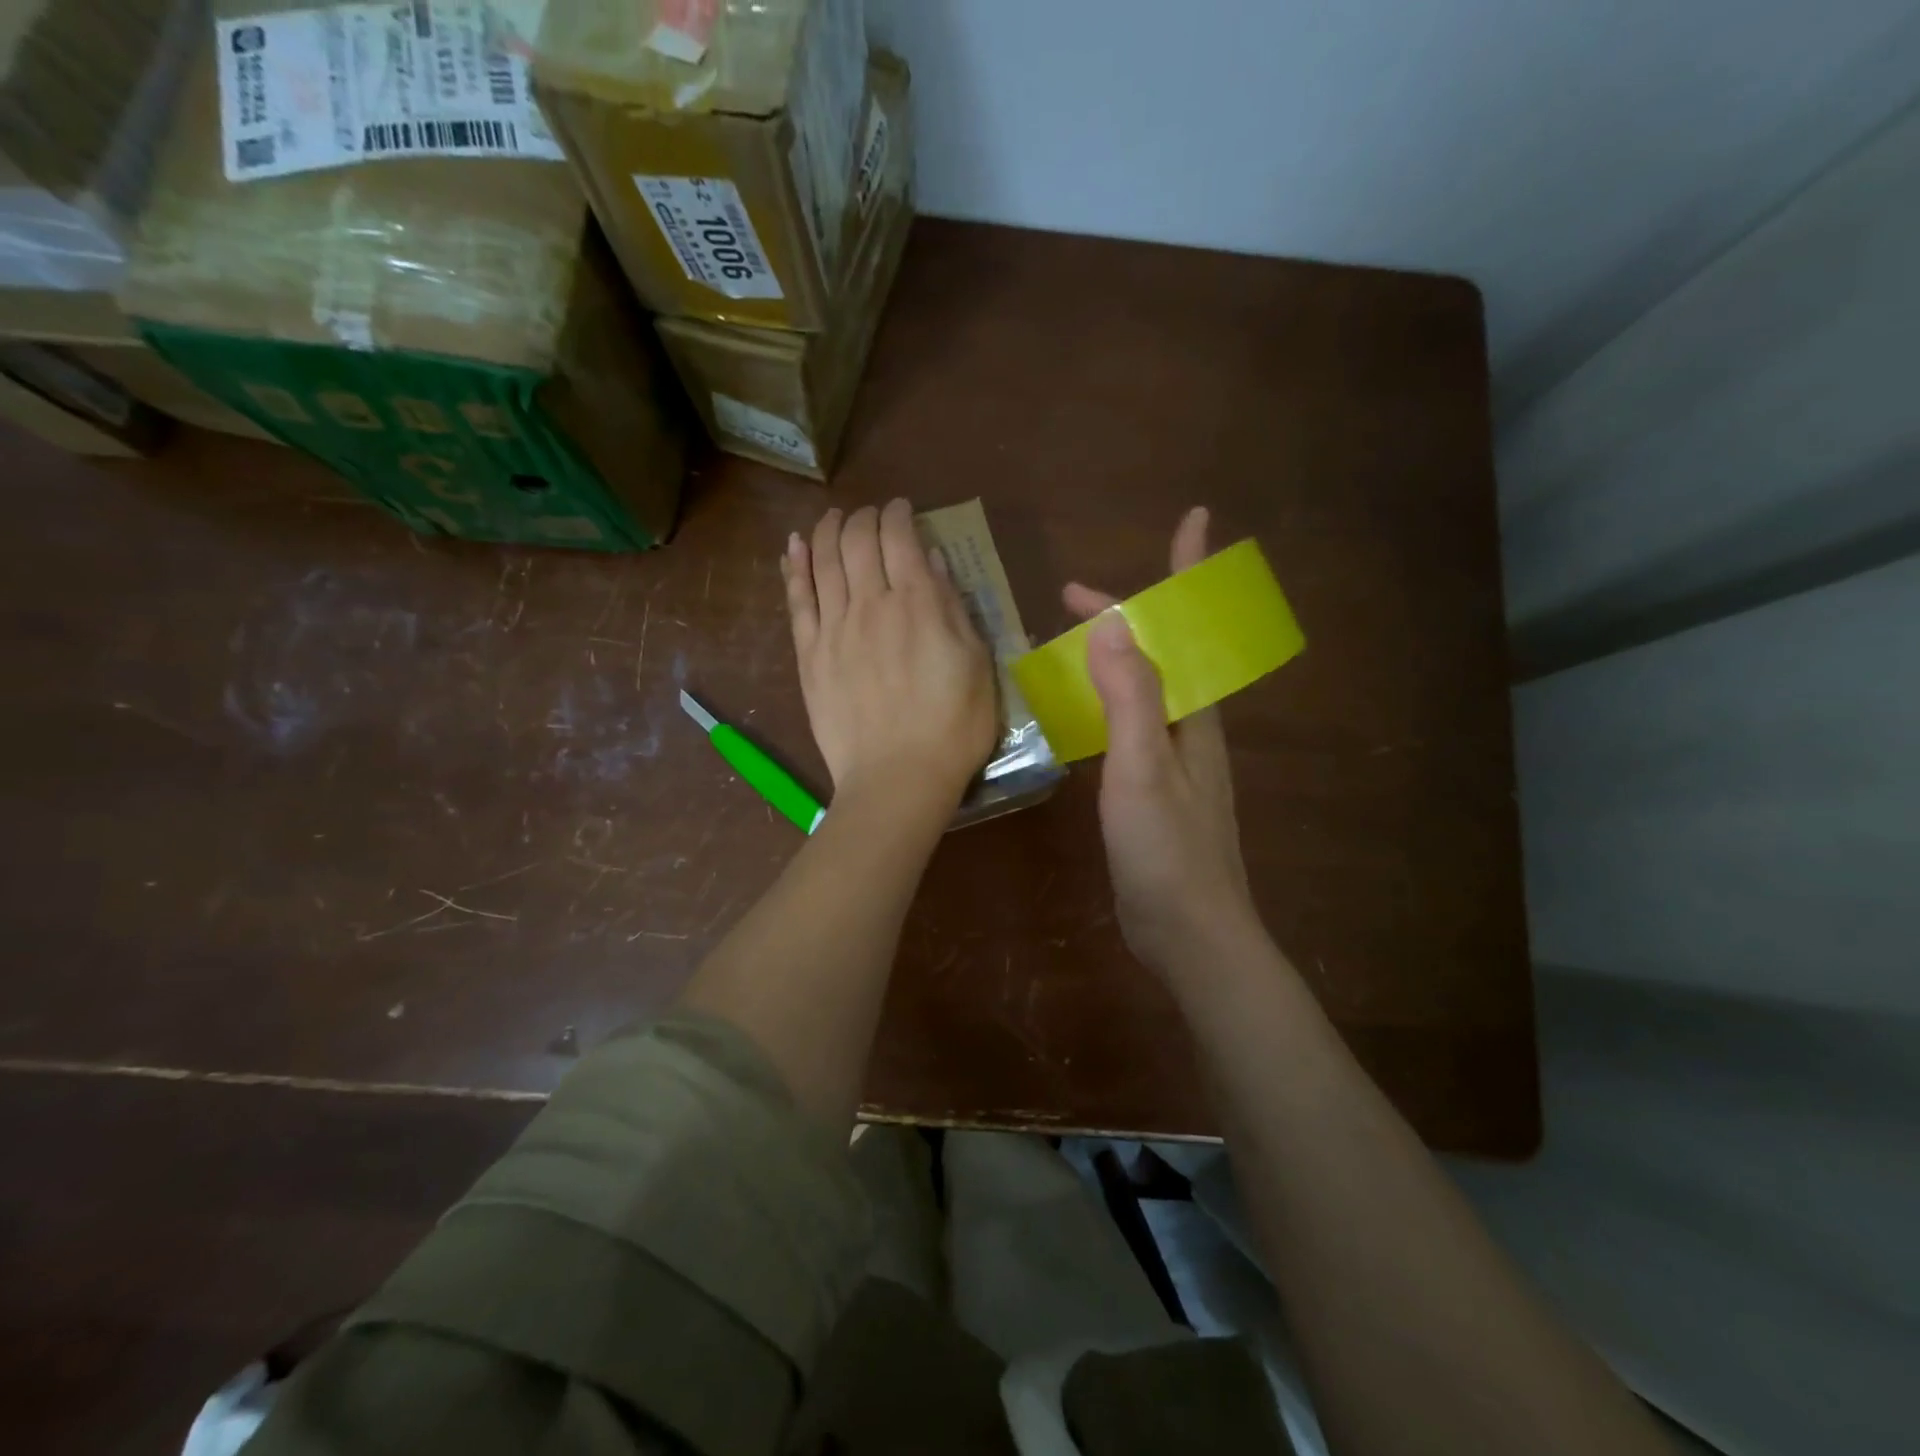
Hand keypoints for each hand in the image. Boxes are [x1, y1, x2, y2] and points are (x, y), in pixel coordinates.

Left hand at [783, 500, 997, 808]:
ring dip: (827, 530)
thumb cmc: (952, 728)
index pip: (900, 538)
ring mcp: (834, 629)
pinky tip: (794, 546)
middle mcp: (872, 604)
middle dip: (863, 517)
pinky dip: (795, 567)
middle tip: (869, 516)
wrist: (898, 779)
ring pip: (823, 560)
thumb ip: (952, 609)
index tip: (902, 510)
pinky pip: (797, 599)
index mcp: (918, 605)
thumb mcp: (975, 665)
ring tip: (832, 518)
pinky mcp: (809, 655)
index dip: (899, 514)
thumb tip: (931, 563)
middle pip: (857, 541)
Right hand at [1063, 507, 1260, 976]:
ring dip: (1115, 656)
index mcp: (1195, 715)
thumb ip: (1132, 698)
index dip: (1189, 573)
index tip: (1192, 519)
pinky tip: (1080, 711)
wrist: (1190, 934)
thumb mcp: (1144, 768)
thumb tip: (1119, 623)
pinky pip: (1130, 723)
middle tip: (1076, 598)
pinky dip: (1106, 699)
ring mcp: (1174, 760)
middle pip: (1165, 652)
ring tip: (1072, 643)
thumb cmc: (1167, 850)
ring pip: (1145, 688)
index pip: (1192, 626)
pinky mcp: (1154, 789)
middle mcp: (1190, 728)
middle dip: (1130, 615)